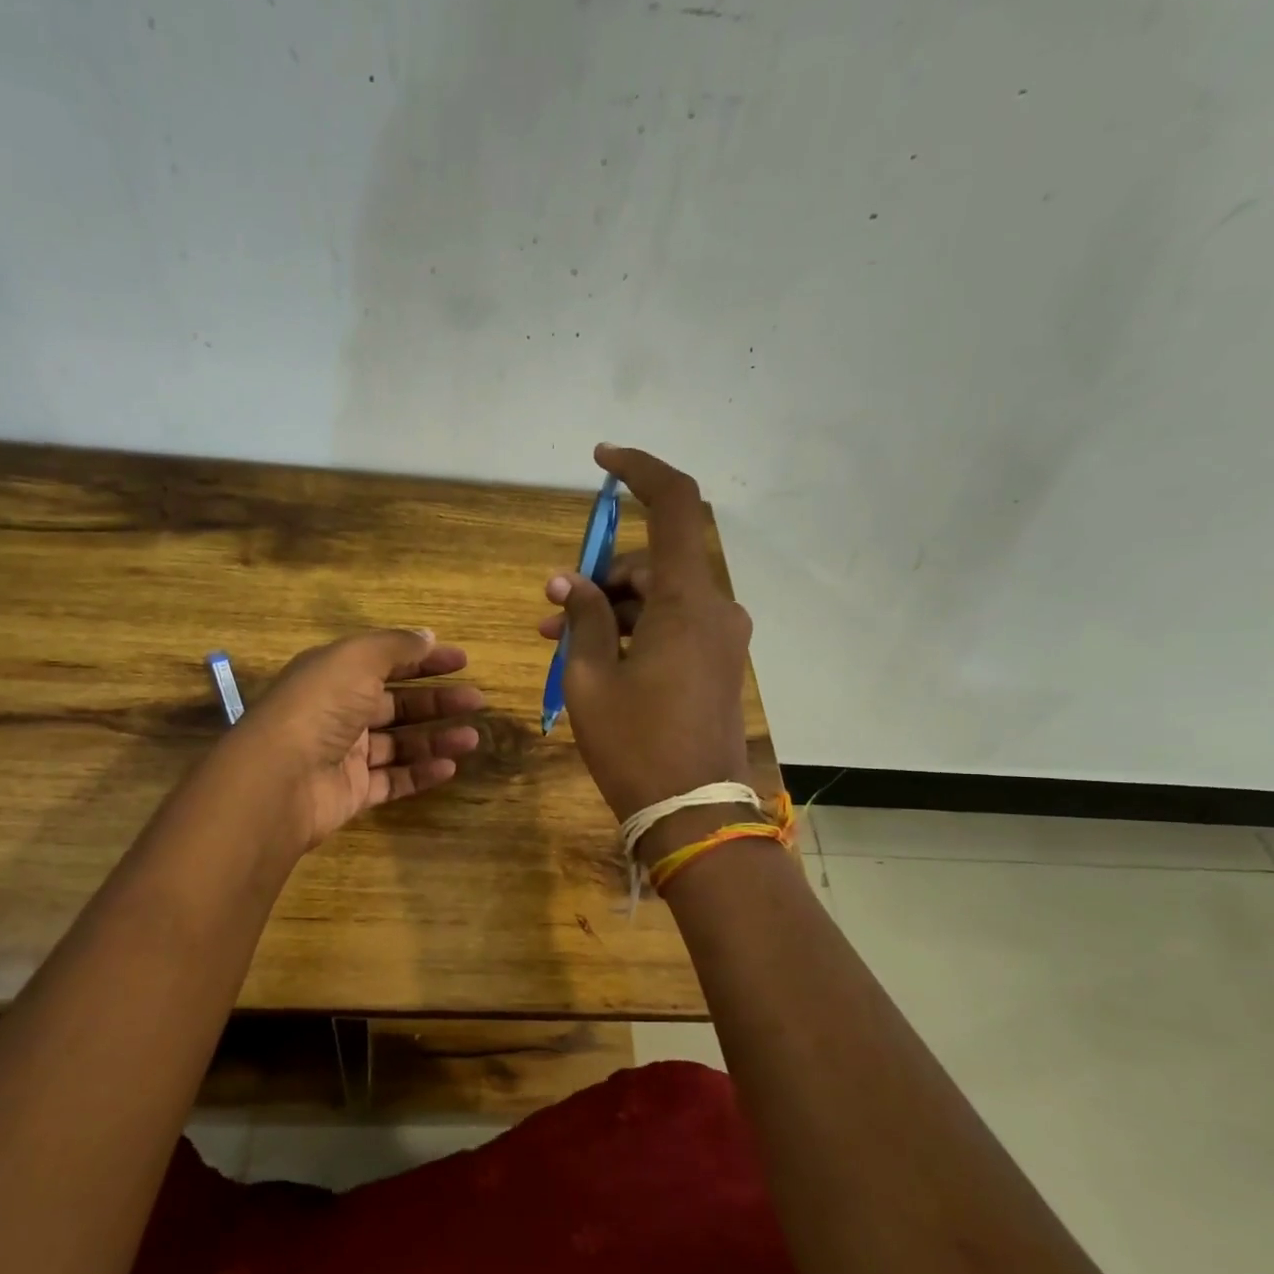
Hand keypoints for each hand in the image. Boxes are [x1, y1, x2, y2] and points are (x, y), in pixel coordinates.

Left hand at [233, 629, 483, 849]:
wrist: (281, 778)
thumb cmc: (320, 706)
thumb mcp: (358, 659)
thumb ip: (396, 646)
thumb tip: (428, 637)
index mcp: (335, 675)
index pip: (386, 661)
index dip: (424, 660)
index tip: (463, 663)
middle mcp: (340, 711)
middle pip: (397, 704)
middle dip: (437, 701)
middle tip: (476, 701)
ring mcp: (346, 754)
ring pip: (400, 744)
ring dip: (436, 739)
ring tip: (472, 739)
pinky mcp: (352, 791)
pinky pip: (394, 780)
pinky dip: (421, 774)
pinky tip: (449, 768)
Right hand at [539, 445, 753, 843]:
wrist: (693, 814)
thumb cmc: (636, 745)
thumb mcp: (591, 678)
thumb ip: (583, 619)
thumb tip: (570, 583)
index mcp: (688, 601)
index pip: (675, 505)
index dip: (641, 469)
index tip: (601, 459)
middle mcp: (716, 609)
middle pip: (655, 562)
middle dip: (600, 576)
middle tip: (552, 609)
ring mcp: (721, 638)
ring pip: (661, 597)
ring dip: (612, 608)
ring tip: (560, 640)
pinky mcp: (717, 663)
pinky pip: (673, 625)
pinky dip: (635, 629)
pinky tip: (597, 657)